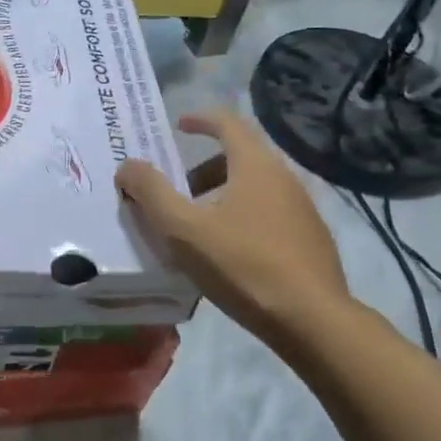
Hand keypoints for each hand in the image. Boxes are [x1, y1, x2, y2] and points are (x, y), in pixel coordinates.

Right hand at [116, 109, 351, 342]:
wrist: (312, 320)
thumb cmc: (243, 265)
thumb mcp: (183, 230)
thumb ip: (151, 193)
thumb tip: (128, 165)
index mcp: (255, 165)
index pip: (228, 122)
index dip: (200, 119)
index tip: (179, 126)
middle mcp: (284, 177)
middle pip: (240, 157)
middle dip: (203, 167)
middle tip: (178, 189)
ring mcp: (303, 209)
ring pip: (255, 188)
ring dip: (222, 195)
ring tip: (198, 227)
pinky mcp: (312, 239)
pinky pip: (270, 213)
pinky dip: (243, 217)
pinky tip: (229, 254)